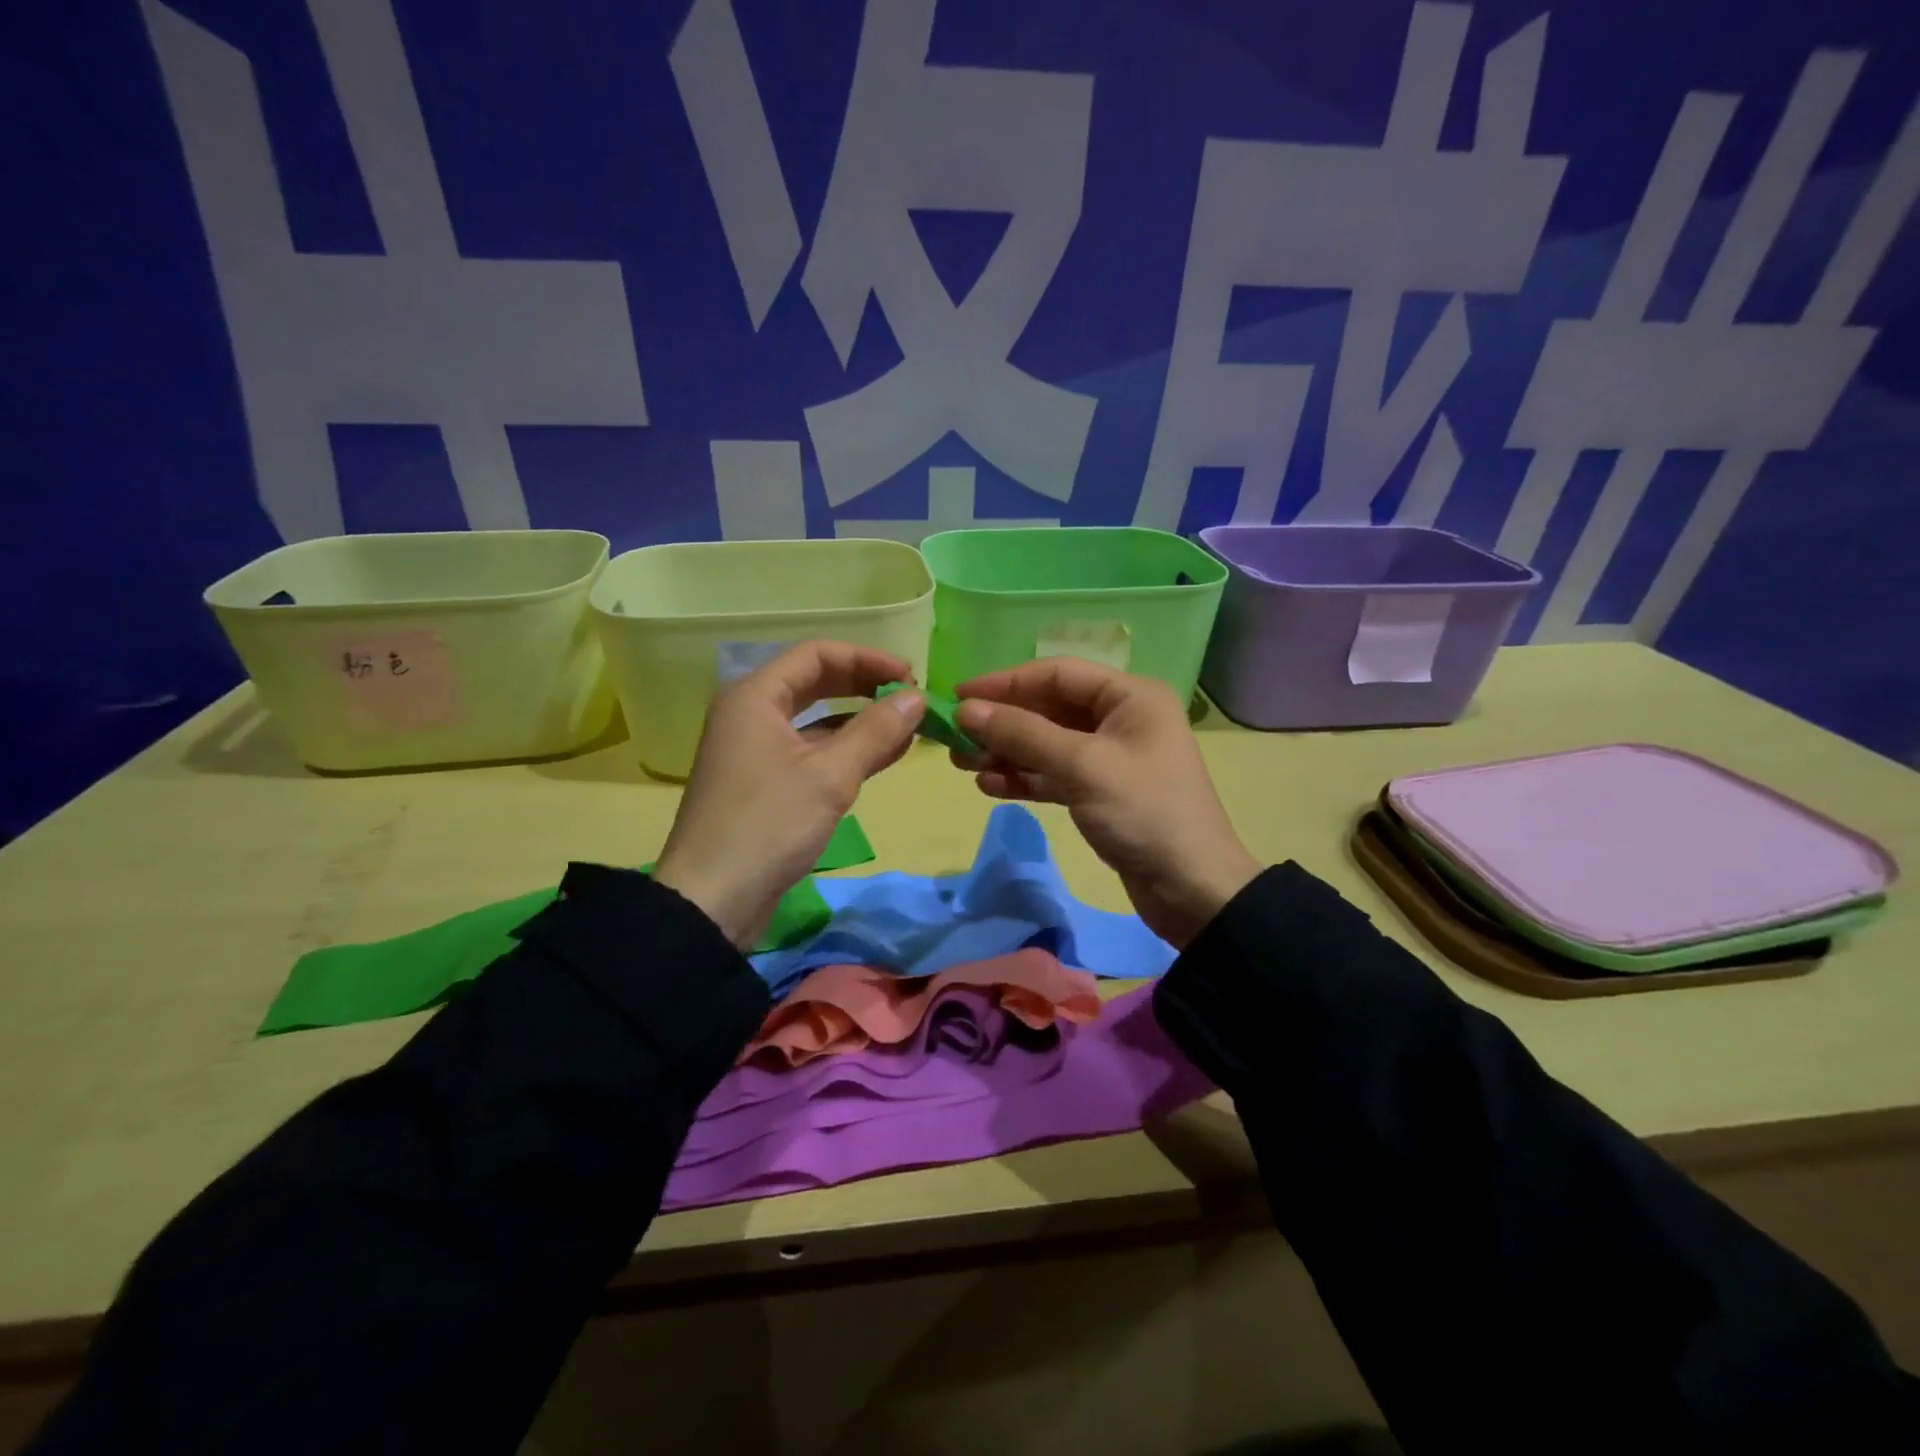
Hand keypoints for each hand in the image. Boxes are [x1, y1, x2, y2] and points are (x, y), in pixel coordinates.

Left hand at [652, 642, 924, 947]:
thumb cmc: (769, 825)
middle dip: (865, 687)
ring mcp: (756, 750)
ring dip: (861, 720)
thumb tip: (918, 697)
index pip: (817, 654)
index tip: (910, 676)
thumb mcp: (830, 775)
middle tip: (911, 700)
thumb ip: (876, 731)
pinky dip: (846, 750)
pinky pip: (812, 751)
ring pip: (816, 720)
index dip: (867, 659)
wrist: (713, 900)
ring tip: (908, 728)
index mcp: (755, 697)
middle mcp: (751, 714)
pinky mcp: (765, 783)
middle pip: (816, 682)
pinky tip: (883, 756)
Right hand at [953, 660, 1259, 948]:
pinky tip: (990, 787)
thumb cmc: (1143, 812)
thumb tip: (966, 709)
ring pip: (1047, 744)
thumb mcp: (1081, 766)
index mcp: (1129, 696)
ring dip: (1006, 752)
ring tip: (962, 764)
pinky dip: (1024, 778)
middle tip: (954, 737)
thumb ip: (1022, 734)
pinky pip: (1054, 775)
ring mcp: (1110, 758)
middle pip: (1049, 708)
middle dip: (1002, 722)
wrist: (1192, 890)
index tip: (959, 694)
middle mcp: (1121, 719)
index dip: (1005, 682)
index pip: (1057, 674)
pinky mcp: (1101, 793)